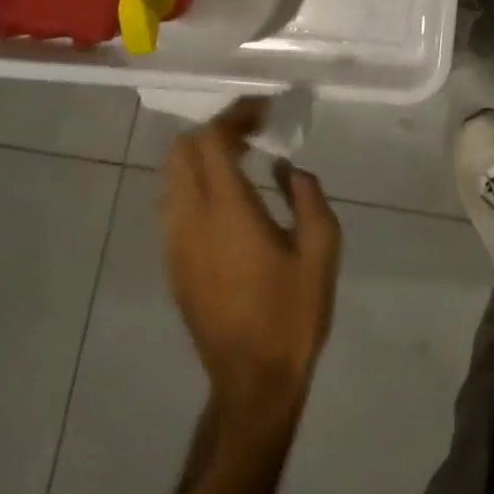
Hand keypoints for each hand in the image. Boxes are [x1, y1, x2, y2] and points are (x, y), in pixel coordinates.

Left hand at [161, 98, 341, 421]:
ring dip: (202, 156)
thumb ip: (307, 195)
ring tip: (243, 156)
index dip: (235, 115)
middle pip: (182, 152)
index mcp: (227, 212)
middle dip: (215, 130)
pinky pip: (173, 205)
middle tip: (254, 130)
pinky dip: (195, 182)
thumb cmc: (293, 312)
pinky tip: (229, 194)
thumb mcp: (321, 247)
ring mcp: (176, 245)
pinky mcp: (173, 266)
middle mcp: (191, 222)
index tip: (266, 110)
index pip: (211, 141)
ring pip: (172, 178)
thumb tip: (287, 169)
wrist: (253, 383)